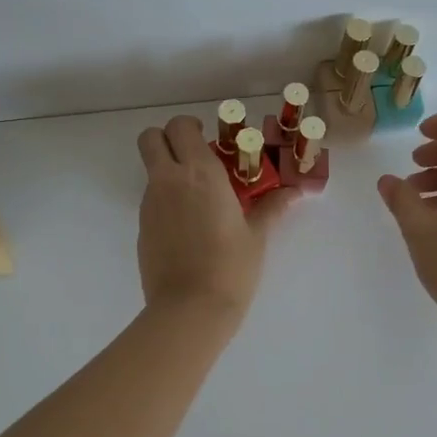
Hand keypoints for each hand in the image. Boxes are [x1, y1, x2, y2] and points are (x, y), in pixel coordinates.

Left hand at [136, 114, 294, 318]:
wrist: (189, 309)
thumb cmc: (230, 267)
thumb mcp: (256, 235)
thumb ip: (272, 207)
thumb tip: (295, 192)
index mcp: (199, 173)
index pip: (180, 126)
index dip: (191, 128)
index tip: (209, 141)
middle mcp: (168, 180)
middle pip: (150, 138)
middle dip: (167, 139)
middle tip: (193, 158)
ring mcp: (150, 204)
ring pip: (151, 170)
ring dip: (168, 172)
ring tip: (198, 200)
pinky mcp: (142, 228)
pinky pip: (151, 200)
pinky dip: (165, 201)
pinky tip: (188, 228)